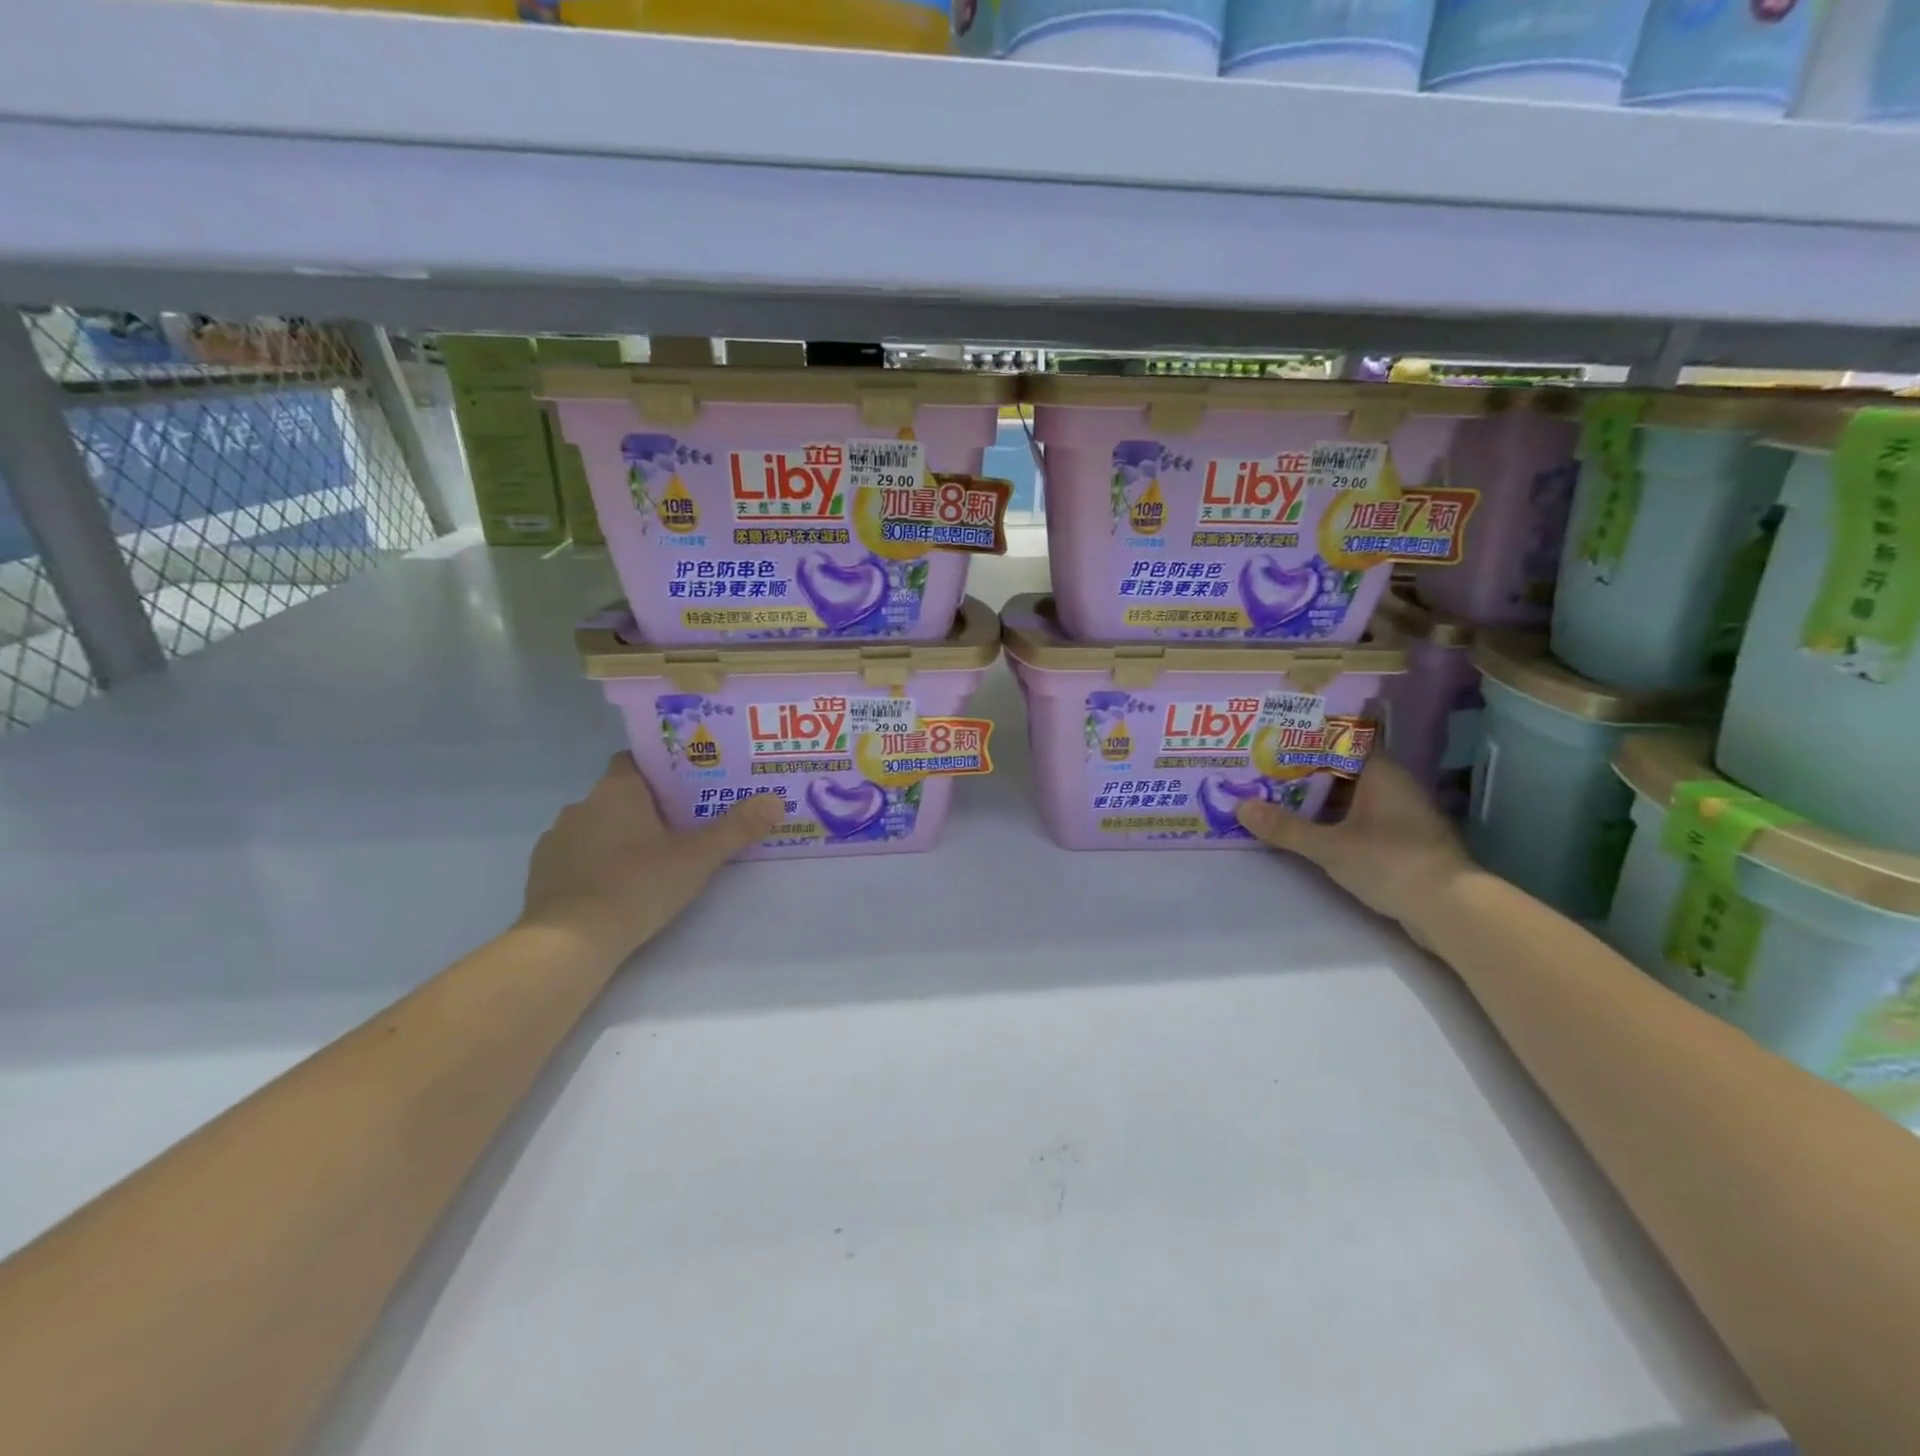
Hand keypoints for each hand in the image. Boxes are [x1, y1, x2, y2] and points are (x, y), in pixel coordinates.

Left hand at [517, 753, 783, 965]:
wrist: (568, 942)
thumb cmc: (636, 886)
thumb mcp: (697, 858)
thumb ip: (737, 828)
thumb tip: (776, 801)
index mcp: (616, 790)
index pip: (636, 759)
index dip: (662, 768)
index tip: (688, 782)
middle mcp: (581, 805)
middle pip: (620, 794)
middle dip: (649, 806)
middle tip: (684, 824)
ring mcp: (556, 839)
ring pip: (597, 825)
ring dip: (620, 835)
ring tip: (652, 858)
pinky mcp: (541, 873)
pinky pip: (577, 855)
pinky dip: (596, 862)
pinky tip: (617, 885)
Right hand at [1236, 759, 1471, 936]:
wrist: (1450, 908)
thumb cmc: (1390, 862)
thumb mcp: (1329, 846)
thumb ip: (1286, 828)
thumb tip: (1241, 807)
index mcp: (1381, 774)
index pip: (1344, 742)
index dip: (1311, 740)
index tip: (1278, 741)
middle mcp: (1396, 787)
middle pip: (1345, 770)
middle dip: (1308, 772)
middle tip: (1268, 772)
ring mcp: (1404, 815)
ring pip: (1354, 797)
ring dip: (1322, 800)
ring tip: (1282, 800)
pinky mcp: (1407, 842)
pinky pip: (1364, 820)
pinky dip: (1338, 821)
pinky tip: (1313, 830)